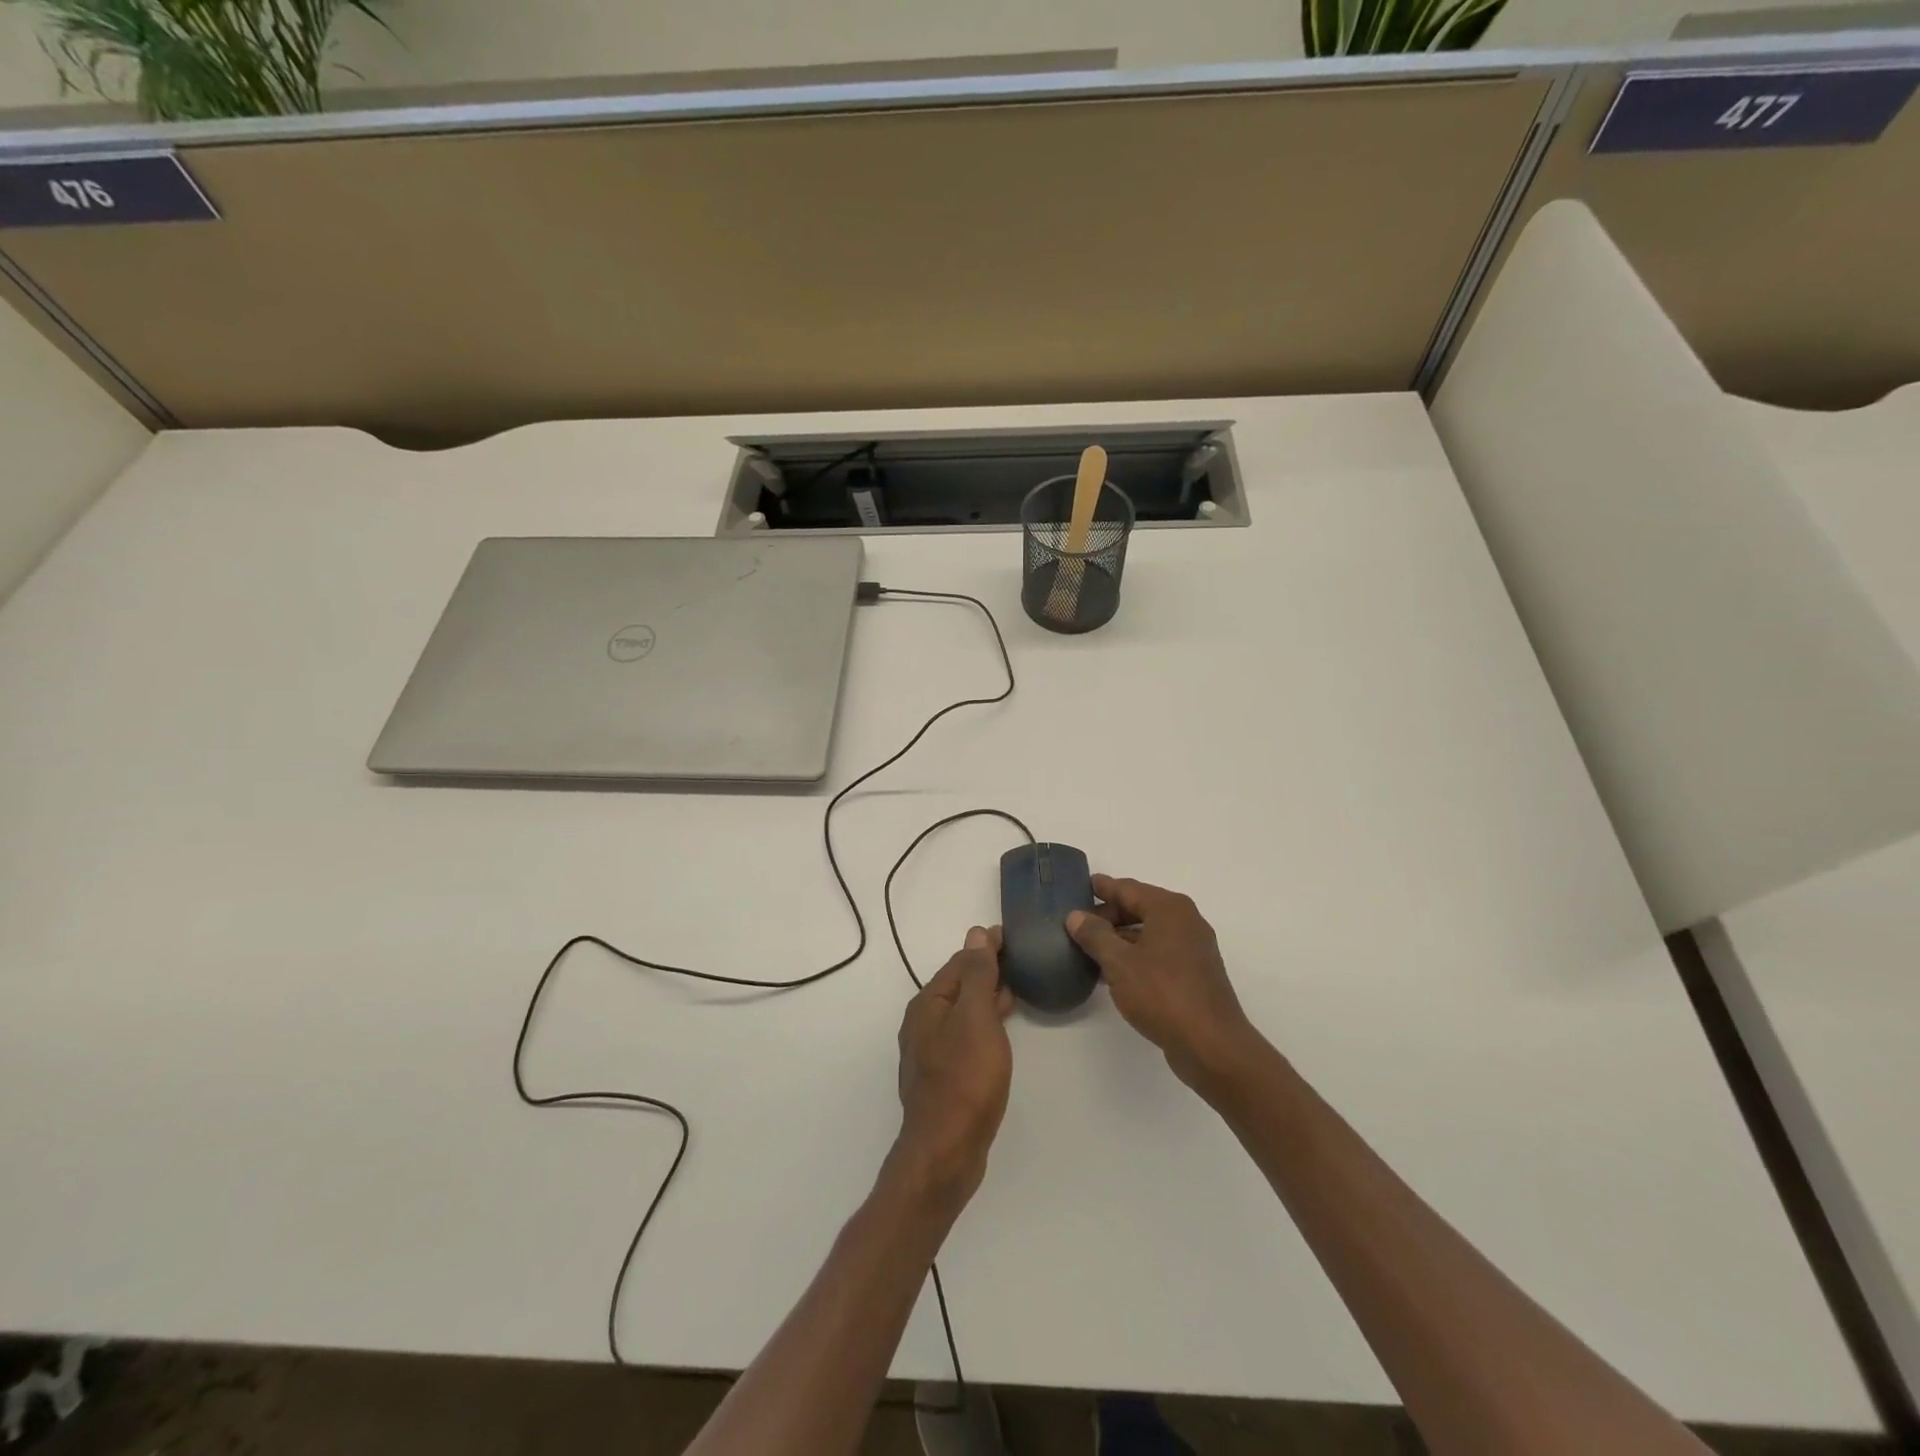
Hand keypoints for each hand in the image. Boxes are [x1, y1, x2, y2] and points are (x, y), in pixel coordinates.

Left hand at [894, 926, 1014, 1204]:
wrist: (947, 1150)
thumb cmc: (965, 1078)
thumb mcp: (976, 1018)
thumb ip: (977, 975)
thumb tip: (975, 934)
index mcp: (928, 1004)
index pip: (960, 961)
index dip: (985, 946)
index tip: (1013, 936)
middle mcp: (923, 1023)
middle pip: (958, 985)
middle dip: (986, 969)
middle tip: (1020, 960)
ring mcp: (931, 1051)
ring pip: (963, 1011)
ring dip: (986, 996)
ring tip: (1016, 988)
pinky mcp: (944, 1076)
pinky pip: (966, 1035)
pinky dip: (984, 1022)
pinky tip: (1000, 1029)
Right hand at [1068, 876, 1261, 1092]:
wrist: (1211, 1045)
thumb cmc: (1162, 994)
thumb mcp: (1119, 963)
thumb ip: (1095, 935)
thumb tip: (1076, 916)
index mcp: (1169, 908)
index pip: (1127, 888)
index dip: (1102, 888)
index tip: (1079, 886)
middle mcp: (1185, 921)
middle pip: (1139, 907)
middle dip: (1108, 915)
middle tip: (1076, 924)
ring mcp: (1193, 947)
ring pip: (1148, 932)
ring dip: (1120, 938)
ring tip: (1088, 947)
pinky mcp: (1195, 973)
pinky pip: (1158, 952)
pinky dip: (1135, 955)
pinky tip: (1113, 971)